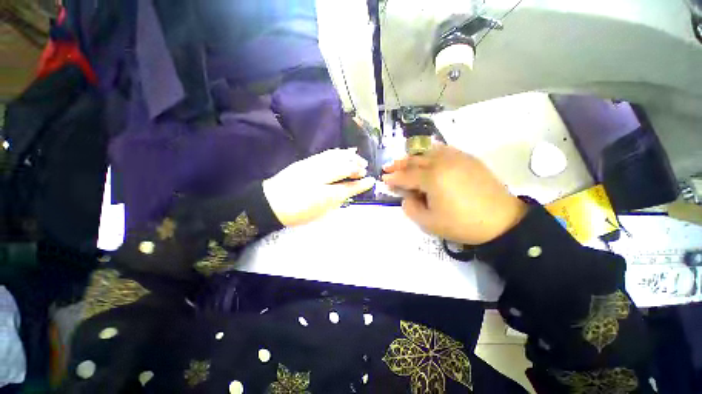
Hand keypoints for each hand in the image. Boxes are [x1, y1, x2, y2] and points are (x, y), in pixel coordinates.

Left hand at [263, 148, 374, 226]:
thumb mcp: (320, 209)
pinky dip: (338, 152)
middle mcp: (321, 175)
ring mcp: (313, 166)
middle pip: (344, 166)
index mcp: (324, 193)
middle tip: (365, 168)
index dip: (361, 183)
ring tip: (357, 156)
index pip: (348, 185)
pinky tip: (343, 151)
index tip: (371, 181)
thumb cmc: (297, 211)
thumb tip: (351, 190)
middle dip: (357, 165)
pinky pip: (327, 154)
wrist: (270, 202)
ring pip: (336, 156)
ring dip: (349, 156)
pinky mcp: (306, 161)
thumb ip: (337, 198)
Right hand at [382, 145, 527, 244]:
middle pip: (415, 160)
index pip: (406, 176)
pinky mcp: (468, 159)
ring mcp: (457, 158)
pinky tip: (428, 155)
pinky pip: (444, 150)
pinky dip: (431, 151)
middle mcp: (442, 162)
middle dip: (399, 164)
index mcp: (432, 178)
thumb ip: (411, 208)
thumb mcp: (429, 223)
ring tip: (404, 161)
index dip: (393, 178)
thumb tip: (407, 197)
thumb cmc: (462, 224)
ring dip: (413, 156)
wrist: (502, 221)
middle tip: (388, 167)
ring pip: (428, 151)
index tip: (384, 179)